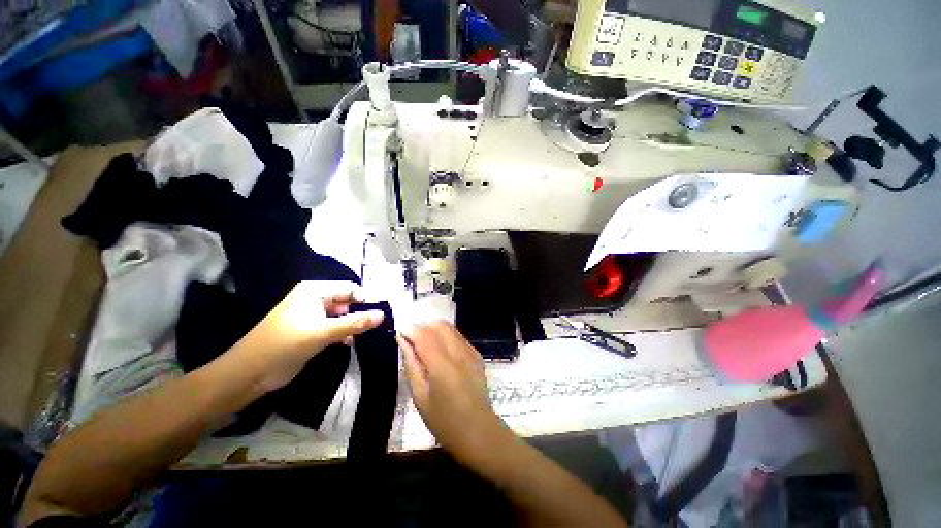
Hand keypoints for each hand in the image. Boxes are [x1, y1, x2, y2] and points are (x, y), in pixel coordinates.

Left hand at [232, 281, 383, 391]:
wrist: (249, 373)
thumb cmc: (285, 345)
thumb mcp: (322, 332)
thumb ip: (355, 323)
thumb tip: (383, 315)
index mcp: (315, 291)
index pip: (350, 288)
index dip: (367, 299)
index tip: (384, 312)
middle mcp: (315, 299)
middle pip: (347, 301)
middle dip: (362, 312)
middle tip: (380, 324)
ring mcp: (313, 316)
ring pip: (343, 315)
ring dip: (354, 324)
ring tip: (370, 333)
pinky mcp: (312, 331)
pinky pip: (335, 327)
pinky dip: (344, 333)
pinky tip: (352, 342)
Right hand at [398, 322, 512, 467]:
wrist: (478, 430)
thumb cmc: (443, 420)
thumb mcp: (420, 395)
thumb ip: (411, 364)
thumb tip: (402, 340)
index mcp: (442, 365)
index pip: (424, 334)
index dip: (410, 330)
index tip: (400, 334)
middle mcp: (458, 352)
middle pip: (438, 325)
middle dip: (422, 328)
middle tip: (412, 343)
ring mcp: (470, 351)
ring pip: (449, 327)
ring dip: (434, 330)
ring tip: (425, 347)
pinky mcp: (476, 354)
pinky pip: (458, 336)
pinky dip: (445, 336)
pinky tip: (441, 353)